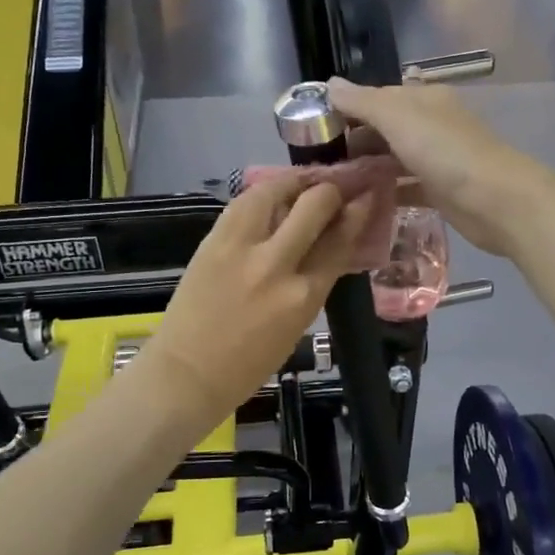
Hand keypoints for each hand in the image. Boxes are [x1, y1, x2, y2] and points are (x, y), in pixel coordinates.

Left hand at [139, 173, 378, 423]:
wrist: (188, 372)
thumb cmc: (250, 363)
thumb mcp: (298, 325)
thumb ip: (316, 280)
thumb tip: (333, 242)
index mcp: (304, 296)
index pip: (340, 241)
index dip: (357, 213)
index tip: (366, 197)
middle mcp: (276, 265)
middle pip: (314, 205)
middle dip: (331, 190)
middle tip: (336, 189)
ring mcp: (240, 248)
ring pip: (275, 190)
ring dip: (296, 182)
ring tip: (304, 183)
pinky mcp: (213, 240)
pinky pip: (244, 202)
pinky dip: (264, 193)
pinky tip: (272, 194)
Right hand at [328, 77, 548, 255]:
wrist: (495, 200)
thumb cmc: (445, 151)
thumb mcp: (398, 117)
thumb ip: (362, 101)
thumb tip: (329, 84)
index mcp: (423, 99)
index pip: (377, 97)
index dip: (347, 108)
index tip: (315, 129)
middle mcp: (430, 124)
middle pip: (384, 128)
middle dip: (354, 141)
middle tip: (319, 162)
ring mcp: (437, 159)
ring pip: (393, 158)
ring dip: (367, 168)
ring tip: (332, 184)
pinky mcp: (440, 191)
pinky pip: (405, 186)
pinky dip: (385, 191)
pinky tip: (360, 203)